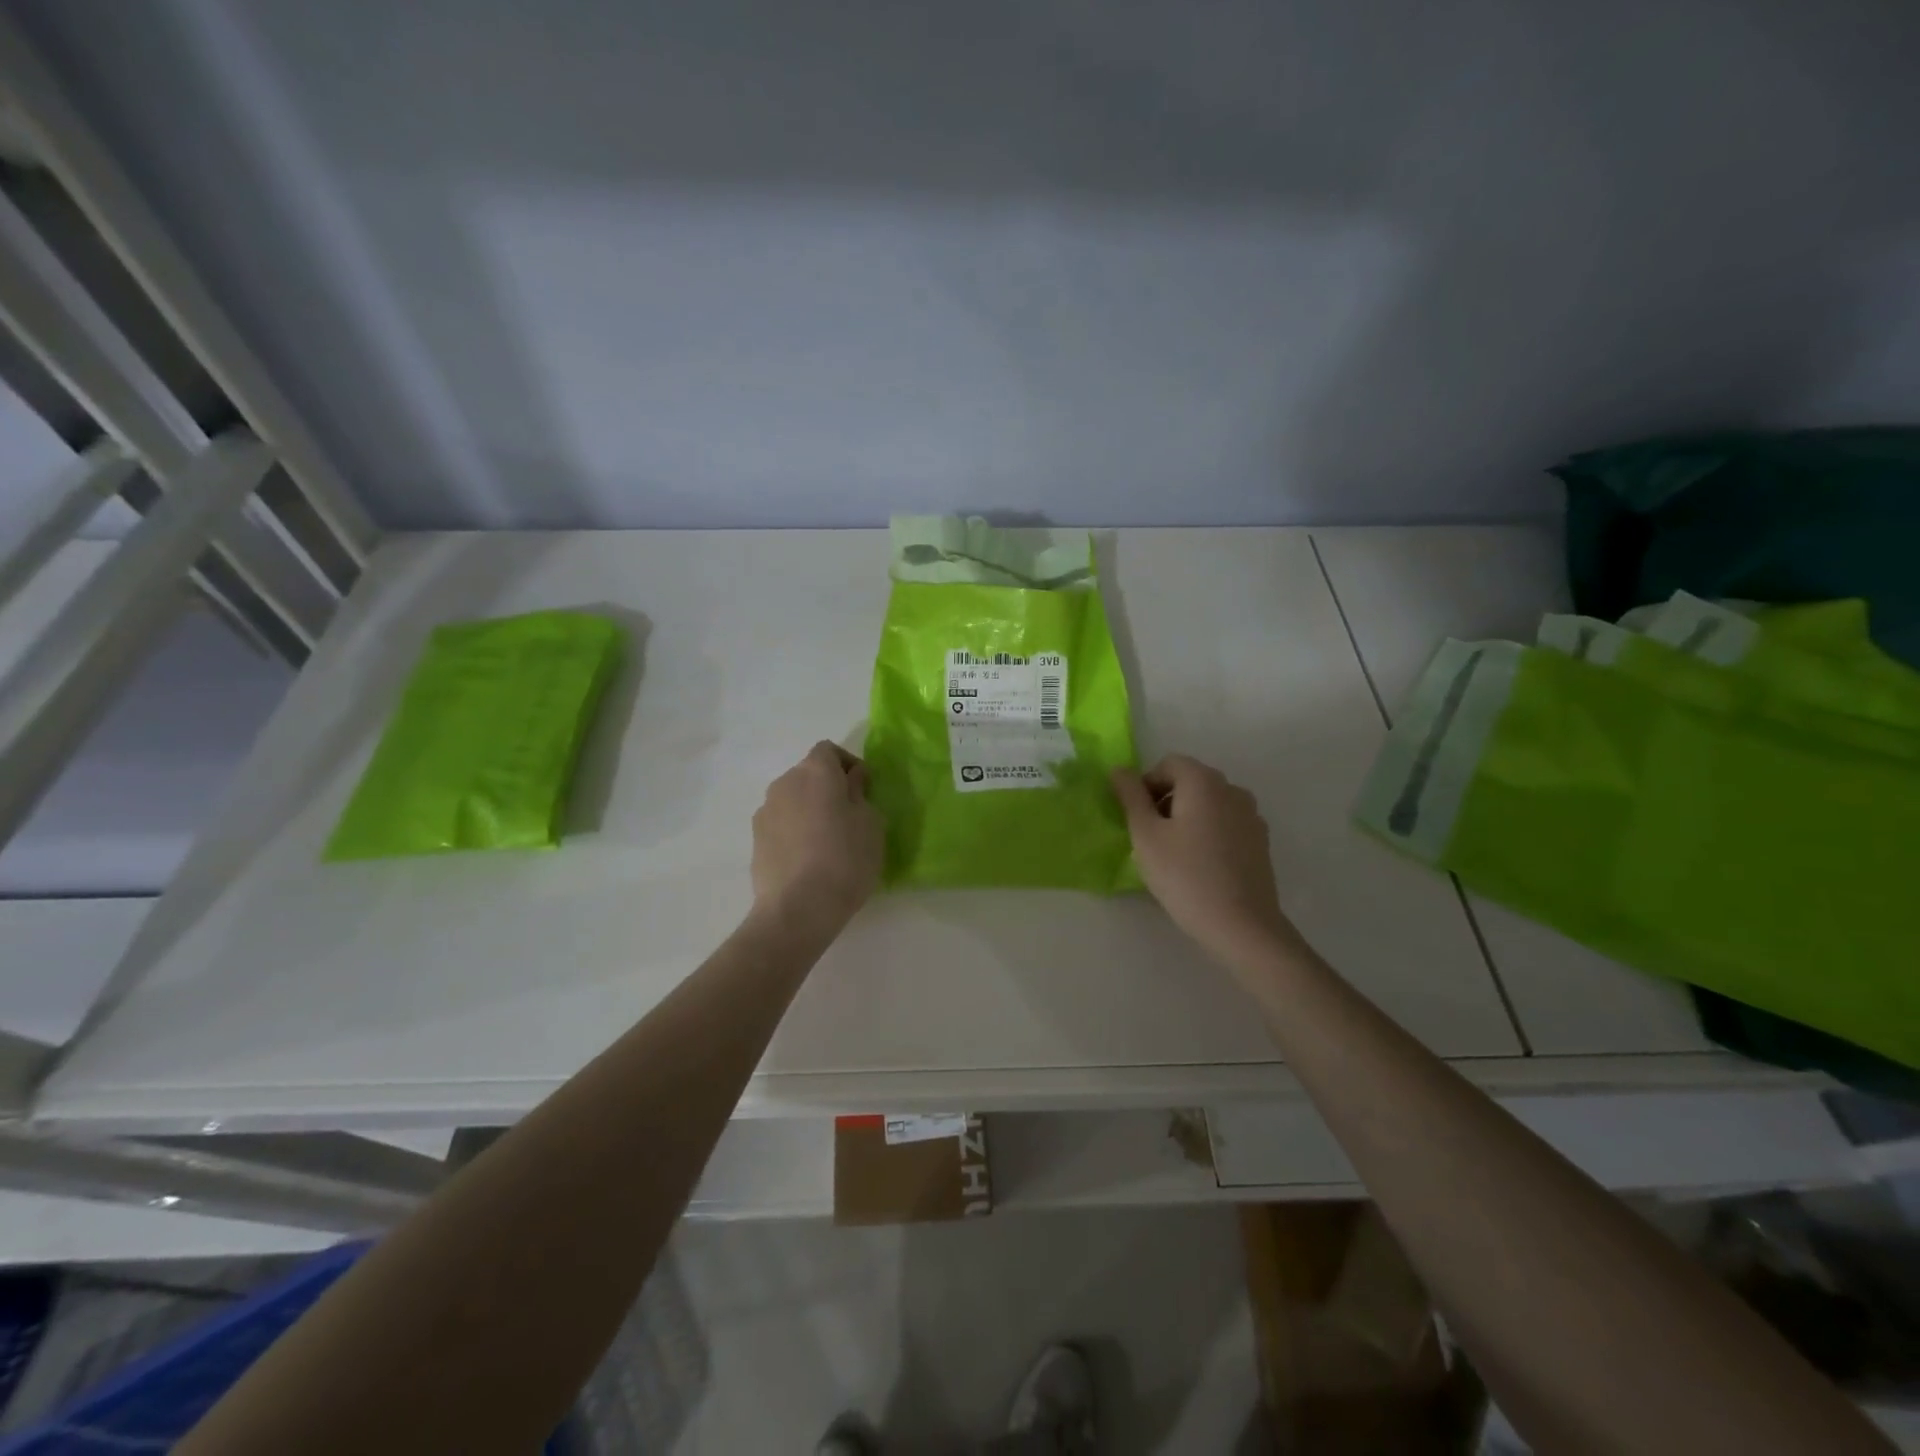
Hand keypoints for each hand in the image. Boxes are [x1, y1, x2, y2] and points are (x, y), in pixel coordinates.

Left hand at [751, 741, 884, 938]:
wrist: (797, 909)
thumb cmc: (845, 859)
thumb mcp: (871, 823)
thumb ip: (860, 793)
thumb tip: (851, 779)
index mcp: (816, 771)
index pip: (828, 750)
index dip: (848, 764)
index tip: (863, 788)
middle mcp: (785, 783)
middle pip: (808, 773)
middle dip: (828, 787)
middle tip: (849, 815)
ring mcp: (765, 811)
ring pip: (793, 799)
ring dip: (809, 809)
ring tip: (827, 840)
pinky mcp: (755, 839)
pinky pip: (781, 823)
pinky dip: (795, 830)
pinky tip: (808, 858)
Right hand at [1111, 755, 1296, 963]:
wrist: (1241, 925)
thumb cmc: (1185, 876)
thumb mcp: (1145, 835)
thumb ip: (1131, 797)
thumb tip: (1119, 770)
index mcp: (1203, 781)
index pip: (1168, 764)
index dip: (1145, 784)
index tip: (1135, 817)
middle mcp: (1232, 789)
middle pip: (1191, 781)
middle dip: (1165, 800)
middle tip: (1149, 837)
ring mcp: (1251, 816)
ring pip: (1209, 803)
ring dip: (1187, 817)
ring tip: (1173, 853)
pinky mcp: (1260, 841)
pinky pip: (1225, 824)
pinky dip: (1208, 832)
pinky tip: (1199, 865)